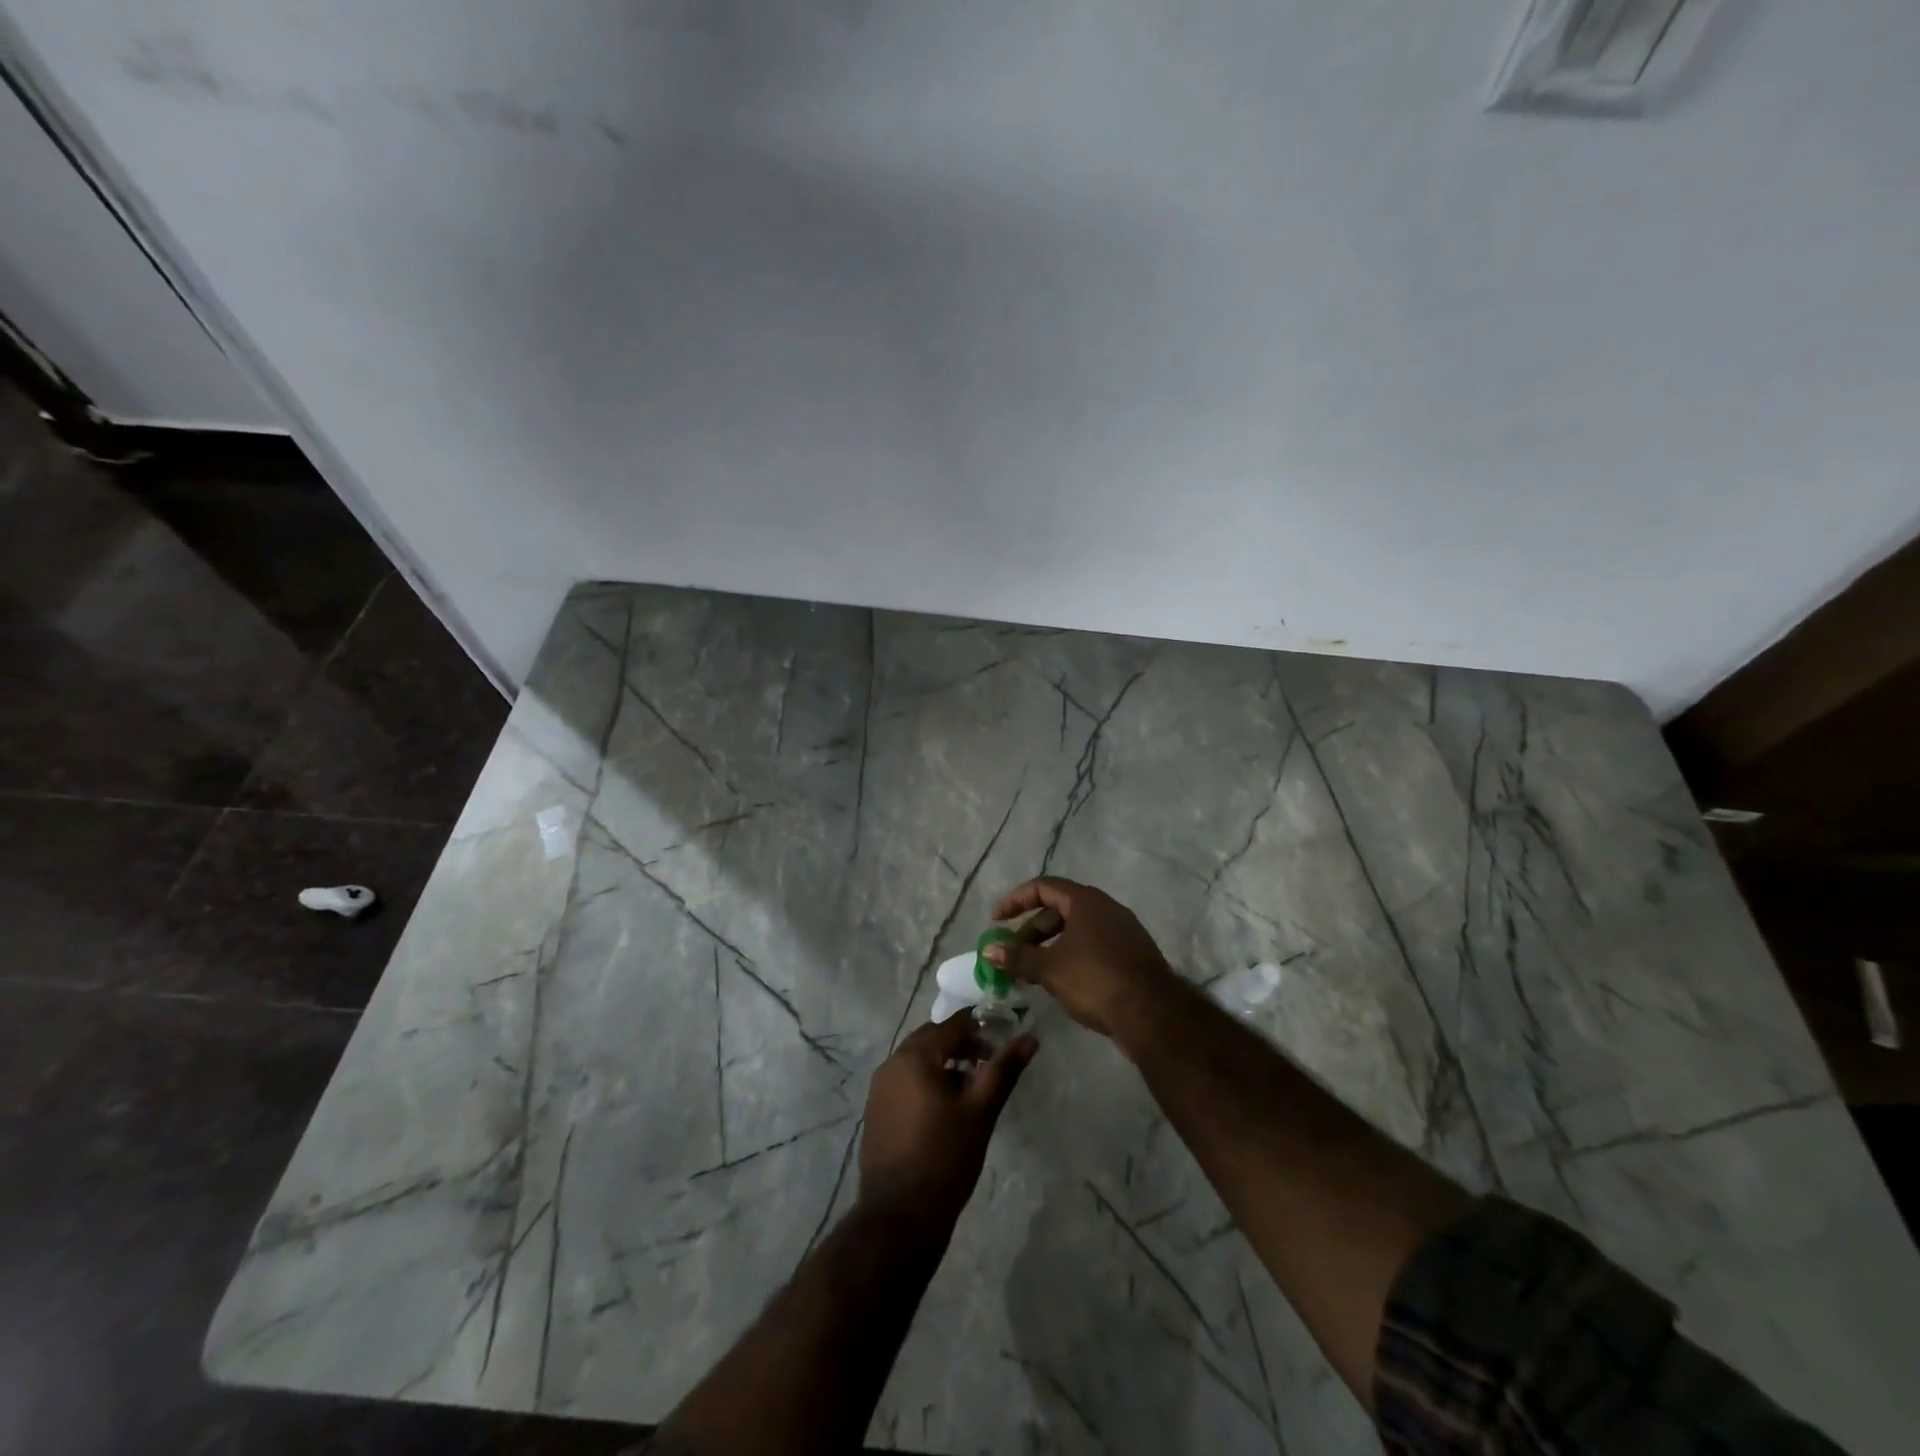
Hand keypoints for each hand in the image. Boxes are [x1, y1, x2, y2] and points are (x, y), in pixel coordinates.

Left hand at [857, 1012, 1037, 1230]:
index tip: (1001, 1042)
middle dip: (961, 1044)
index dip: (979, 1027)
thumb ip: (1004, 1070)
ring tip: (970, 1090)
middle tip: (987, 1064)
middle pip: (932, 1038)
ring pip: (917, 1060)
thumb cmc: (945, 1158)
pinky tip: (944, 1110)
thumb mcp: (981, 1112)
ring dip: (944, 1063)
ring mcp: (879, 1088)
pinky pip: (904, 1081)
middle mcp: (892, 1063)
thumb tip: (1030, 1038)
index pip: (952, 1024)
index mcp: (915, 1056)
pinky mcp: (876, 1111)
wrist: (900, 1216)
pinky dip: (926, 1082)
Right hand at [988, 877, 1178, 1041]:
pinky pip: (1093, 945)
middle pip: (1059, 909)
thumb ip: (1017, 956)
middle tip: (1013, 955)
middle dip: (1031, 930)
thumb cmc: (1095, 980)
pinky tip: (1063, 982)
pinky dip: (1072, 956)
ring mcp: (1123, 931)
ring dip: (1050, 946)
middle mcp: (1106, 908)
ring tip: (1033, 972)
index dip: (1015, 900)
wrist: (1152, 1014)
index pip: (1043, 887)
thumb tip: (988, 948)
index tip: (997, 921)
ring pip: (1077, 930)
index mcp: (1086, 901)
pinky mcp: (1132, 954)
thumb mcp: (1049, 968)